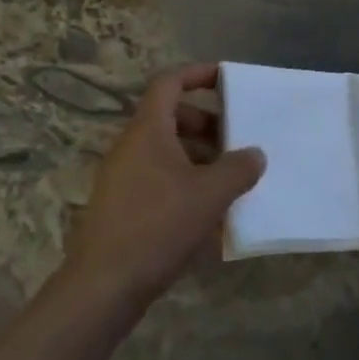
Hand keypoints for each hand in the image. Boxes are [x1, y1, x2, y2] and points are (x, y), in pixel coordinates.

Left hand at [60, 64, 265, 309]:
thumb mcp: (209, 195)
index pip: (169, 83)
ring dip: (197, 155)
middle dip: (205, 122)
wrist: (103, 286)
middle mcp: (130, 146)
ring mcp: (121, 177)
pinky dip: (183, 181)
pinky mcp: (120, 206)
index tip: (226, 78)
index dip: (198, 74)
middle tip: (234, 139)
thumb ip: (238, 169)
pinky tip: (206, 211)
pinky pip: (157, 178)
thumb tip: (255, 154)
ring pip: (164, 150)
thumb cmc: (158, 226)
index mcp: (148, 130)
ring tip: (227, 178)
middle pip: (169, 117)